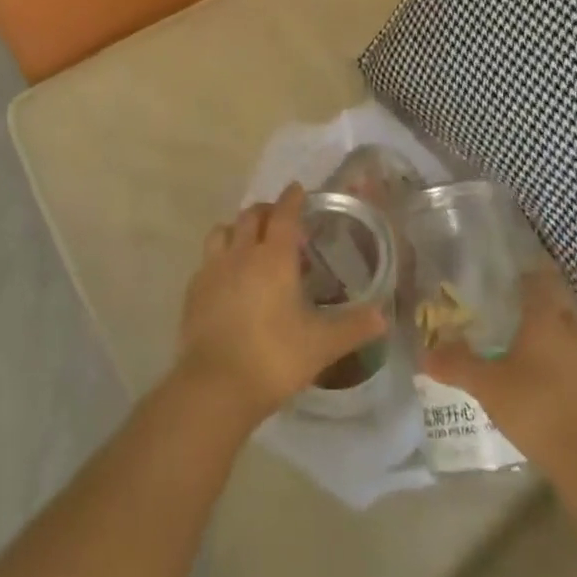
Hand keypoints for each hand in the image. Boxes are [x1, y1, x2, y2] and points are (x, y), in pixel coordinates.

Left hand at [173, 183, 386, 431]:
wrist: (214, 387)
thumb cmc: (274, 358)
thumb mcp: (321, 345)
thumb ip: (353, 327)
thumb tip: (383, 317)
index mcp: (274, 257)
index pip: (284, 213)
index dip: (292, 198)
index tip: (297, 189)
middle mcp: (242, 253)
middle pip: (251, 215)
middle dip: (267, 210)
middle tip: (280, 220)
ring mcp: (213, 270)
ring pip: (223, 231)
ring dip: (238, 229)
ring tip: (250, 243)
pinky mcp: (193, 290)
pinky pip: (207, 260)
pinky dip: (220, 257)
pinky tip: (227, 278)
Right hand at [422, 268, 576, 478]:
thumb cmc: (538, 406)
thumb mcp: (488, 385)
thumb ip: (457, 365)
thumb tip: (424, 353)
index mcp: (546, 315)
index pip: (538, 275)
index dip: (521, 269)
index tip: (499, 269)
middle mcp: (568, 328)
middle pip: (550, 301)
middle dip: (527, 300)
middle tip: (497, 303)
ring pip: (559, 330)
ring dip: (539, 330)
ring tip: (508, 337)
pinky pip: (566, 357)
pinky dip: (548, 357)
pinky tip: (528, 372)